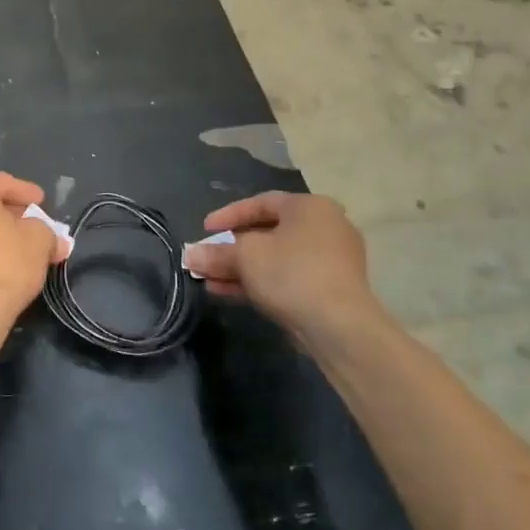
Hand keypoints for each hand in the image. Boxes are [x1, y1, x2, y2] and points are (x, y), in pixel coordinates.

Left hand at [0, 173, 66, 319]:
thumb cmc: (8, 259)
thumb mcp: (40, 238)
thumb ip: (48, 231)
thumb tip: (56, 242)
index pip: (3, 183)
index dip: (27, 193)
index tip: (43, 203)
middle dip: (13, 213)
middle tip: (36, 223)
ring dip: (0, 231)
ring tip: (26, 245)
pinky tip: (7, 259)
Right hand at [183, 192, 387, 353]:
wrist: (339, 326)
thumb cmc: (291, 273)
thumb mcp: (245, 257)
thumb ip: (216, 253)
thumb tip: (190, 254)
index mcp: (309, 207)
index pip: (261, 203)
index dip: (228, 215)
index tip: (204, 230)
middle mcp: (325, 227)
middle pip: (268, 233)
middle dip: (231, 248)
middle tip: (207, 258)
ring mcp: (332, 260)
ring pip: (276, 259)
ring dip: (241, 269)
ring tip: (210, 281)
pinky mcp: (331, 289)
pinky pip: (288, 277)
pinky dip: (260, 282)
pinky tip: (230, 293)